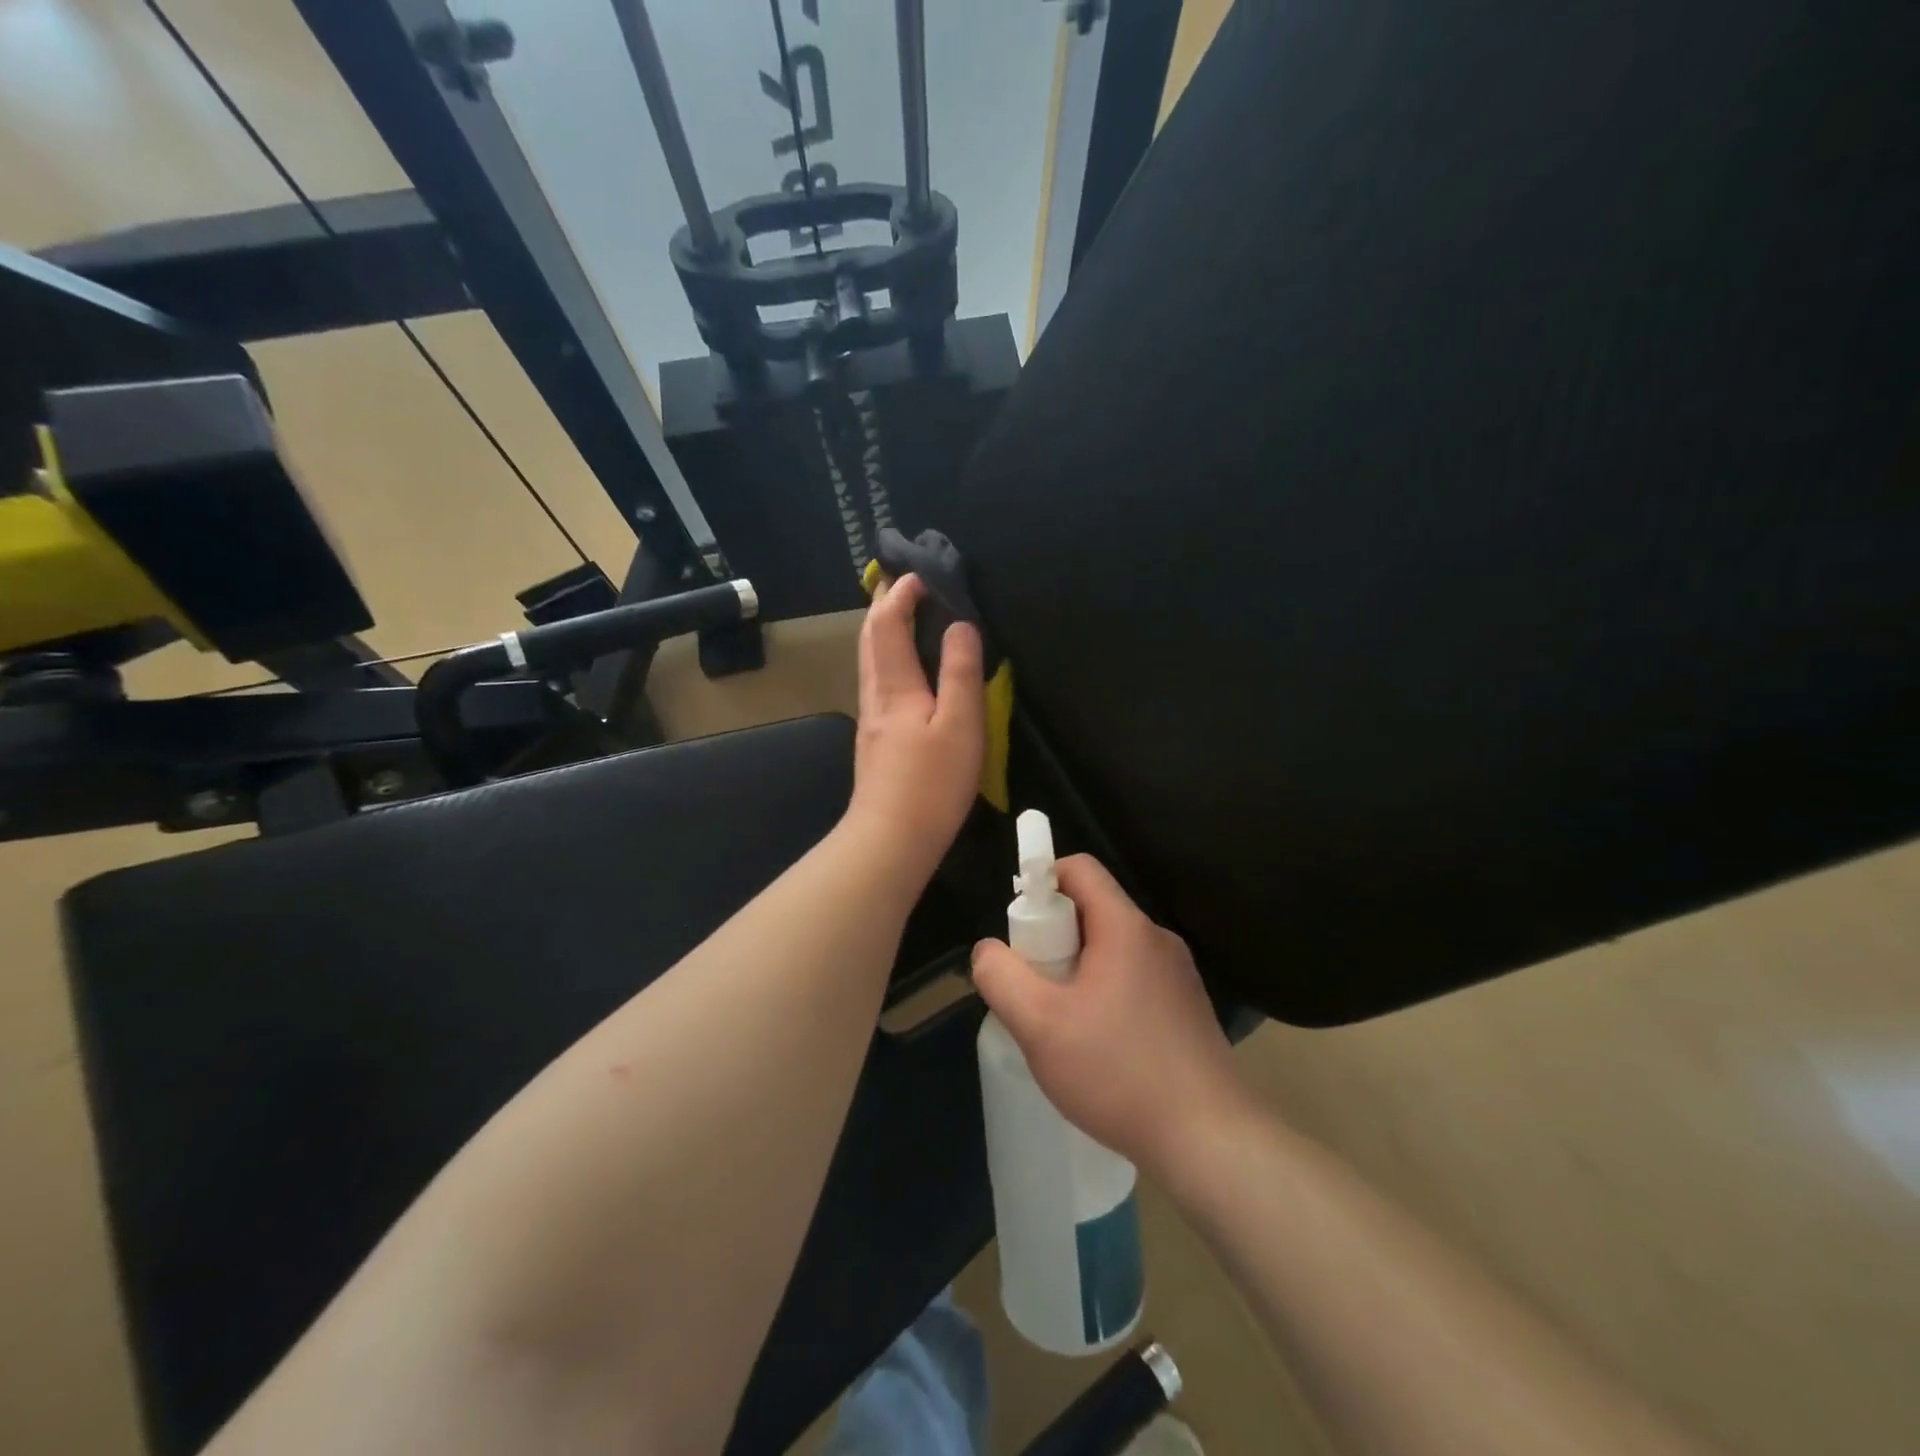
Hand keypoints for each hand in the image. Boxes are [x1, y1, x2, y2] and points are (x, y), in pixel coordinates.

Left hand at [845, 573, 985, 888]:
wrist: (890, 840)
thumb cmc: (931, 783)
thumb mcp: (959, 724)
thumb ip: (960, 672)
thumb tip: (960, 625)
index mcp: (895, 687)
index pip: (888, 624)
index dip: (901, 595)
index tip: (921, 573)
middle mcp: (875, 696)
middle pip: (870, 639)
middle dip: (883, 605)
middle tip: (900, 582)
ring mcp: (871, 720)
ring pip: (869, 662)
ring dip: (881, 631)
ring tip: (899, 615)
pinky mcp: (876, 741)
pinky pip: (878, 682)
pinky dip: (886, 657)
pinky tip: (901, 669)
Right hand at [970, 856, 1244, 1174]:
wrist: (1209, 1140)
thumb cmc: (1118, 1072)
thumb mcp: (1039, 1024)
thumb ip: (1001, 977)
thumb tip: (988, 950)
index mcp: (1126, 926)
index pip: (1080, 869)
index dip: (1042, 882)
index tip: (1019, 927)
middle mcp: (1157, 939)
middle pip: (1093, 910)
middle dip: (1053, 937)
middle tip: (1033, 985)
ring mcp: (1178, 975)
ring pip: (1112, 949)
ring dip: (1078, 970)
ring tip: (1060, 1022)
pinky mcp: (1187, 1008)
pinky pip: (1133, 979)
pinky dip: (1105, 994)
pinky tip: (1097, 1046)